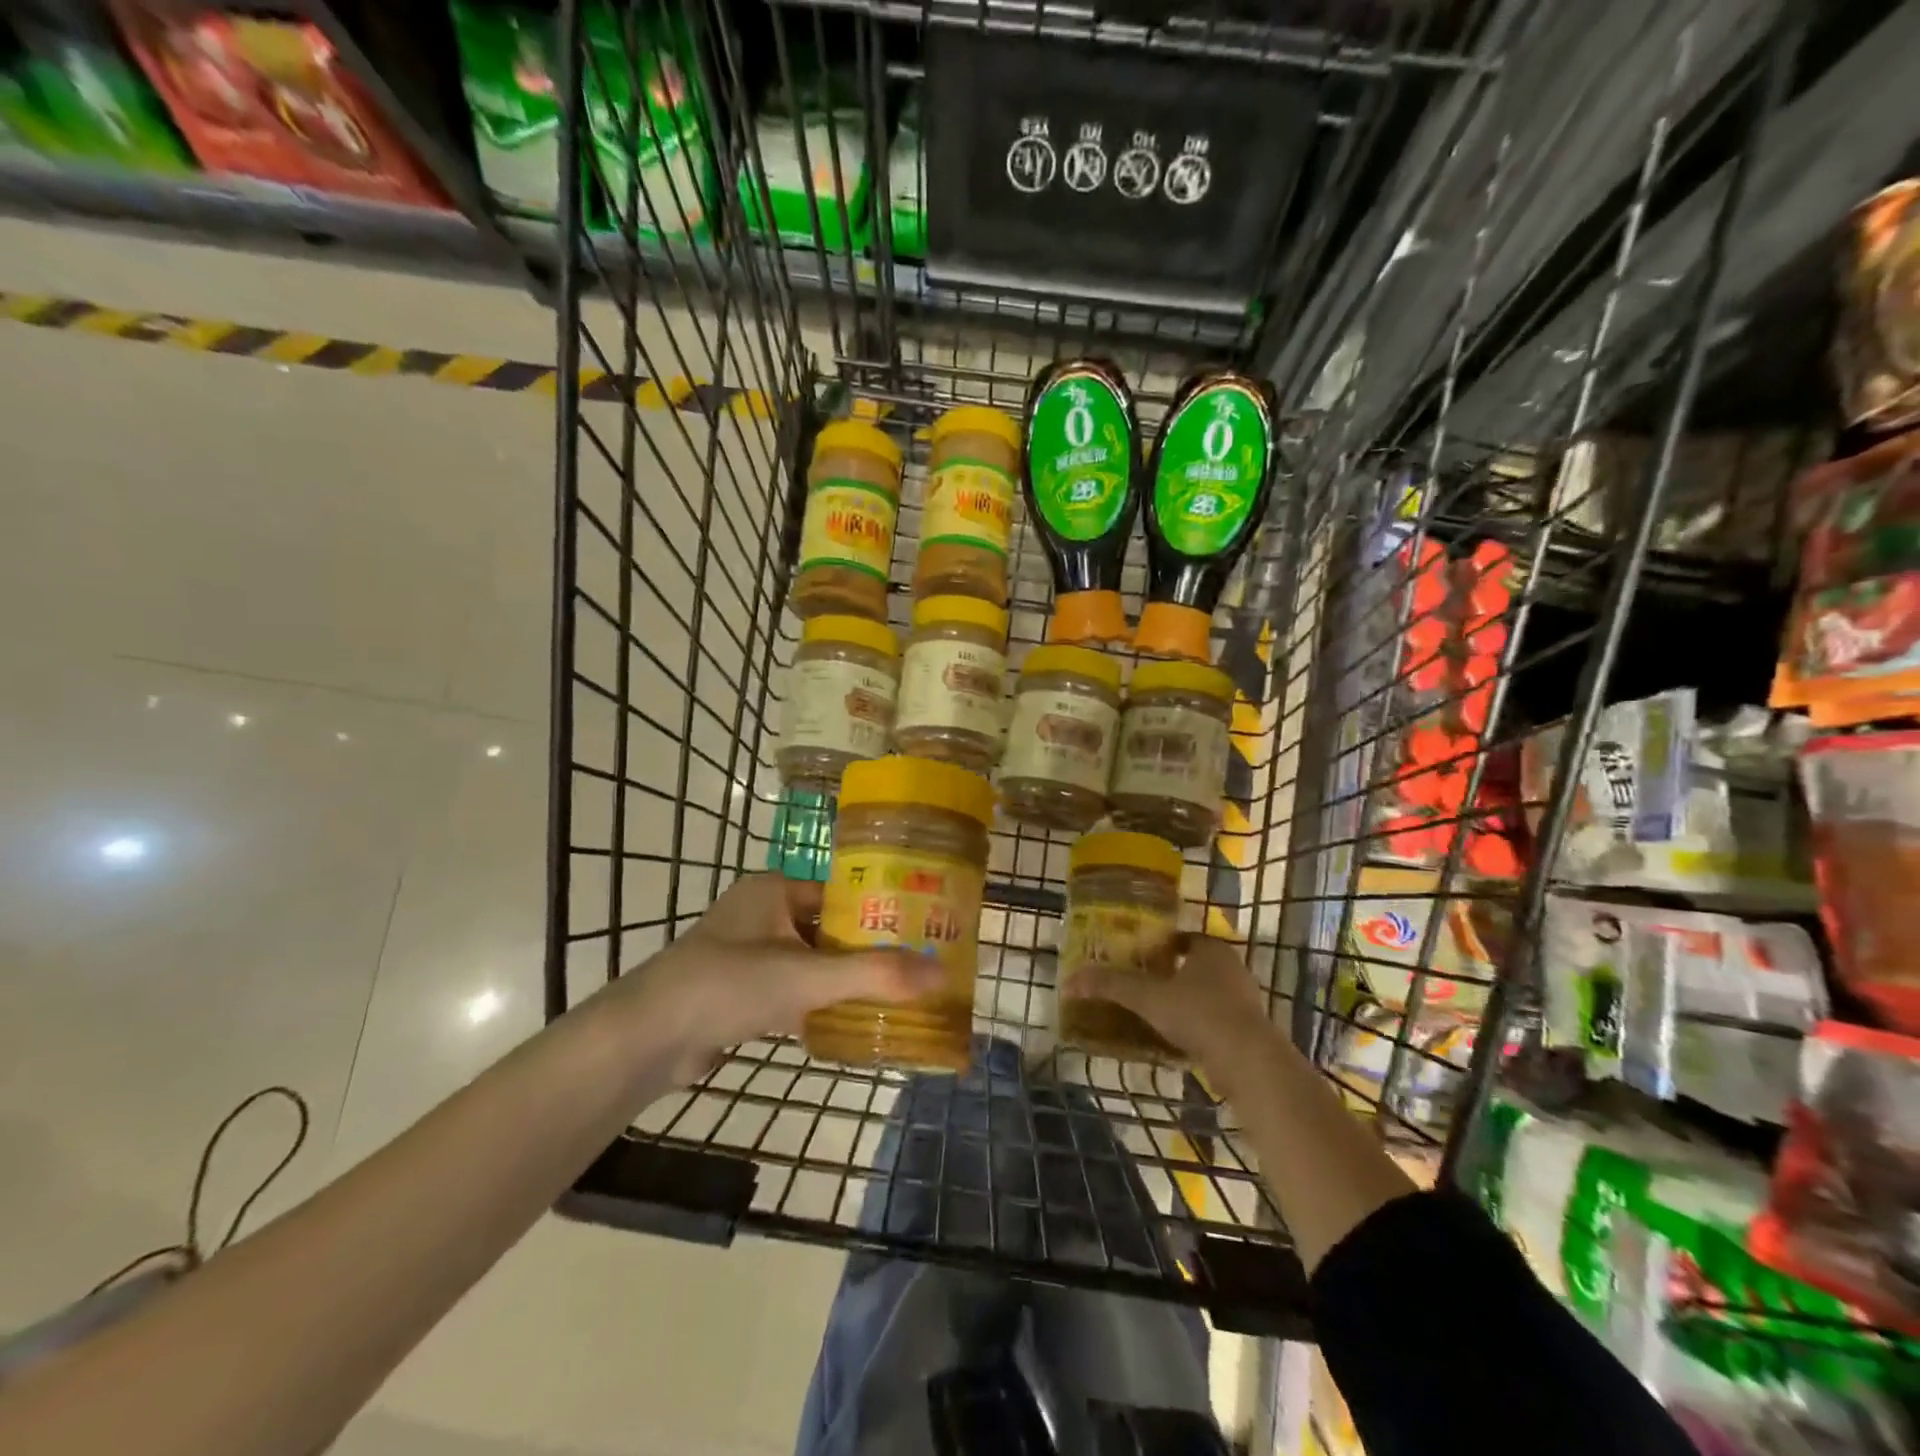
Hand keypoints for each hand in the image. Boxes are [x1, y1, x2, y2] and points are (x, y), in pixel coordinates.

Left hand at [617, 873, 942, 1085]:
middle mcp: (761, 913)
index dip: (881, 915)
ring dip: (844, 982)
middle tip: (916, 973)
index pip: (842, 895)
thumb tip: (942, 975)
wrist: (645, 1040)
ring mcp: (747, 953)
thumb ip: (874, 975)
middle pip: (830, 930)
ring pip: (811, 963)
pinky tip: (849, 1025)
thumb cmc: (727, 986)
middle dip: (867, 953)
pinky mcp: (738, 992)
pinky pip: (791, 990)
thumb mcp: (806, 977)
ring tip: (894, 1000)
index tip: (922, 935)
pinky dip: (817, 1005)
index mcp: (774, 889)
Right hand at [1065, 934, 1284, 1094]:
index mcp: (1211, 949)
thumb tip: (1069, 981)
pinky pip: (1216, 1020)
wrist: (1249, 1062)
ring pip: (1207, 994)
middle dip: (1171, 974)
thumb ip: (1111, 986)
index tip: (1137, 957)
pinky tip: (1177, 1040)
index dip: (1160, 945)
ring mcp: (1244, 1000)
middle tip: (1141, 985)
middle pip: (1195, 965)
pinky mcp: (1249, 1031)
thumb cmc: (1199, 1014)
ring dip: (1185, 1002)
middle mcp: (1232, 968)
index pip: (1182, 938)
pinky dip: (1197, 1026)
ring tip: (1154, 1014)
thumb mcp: (1147, 998)